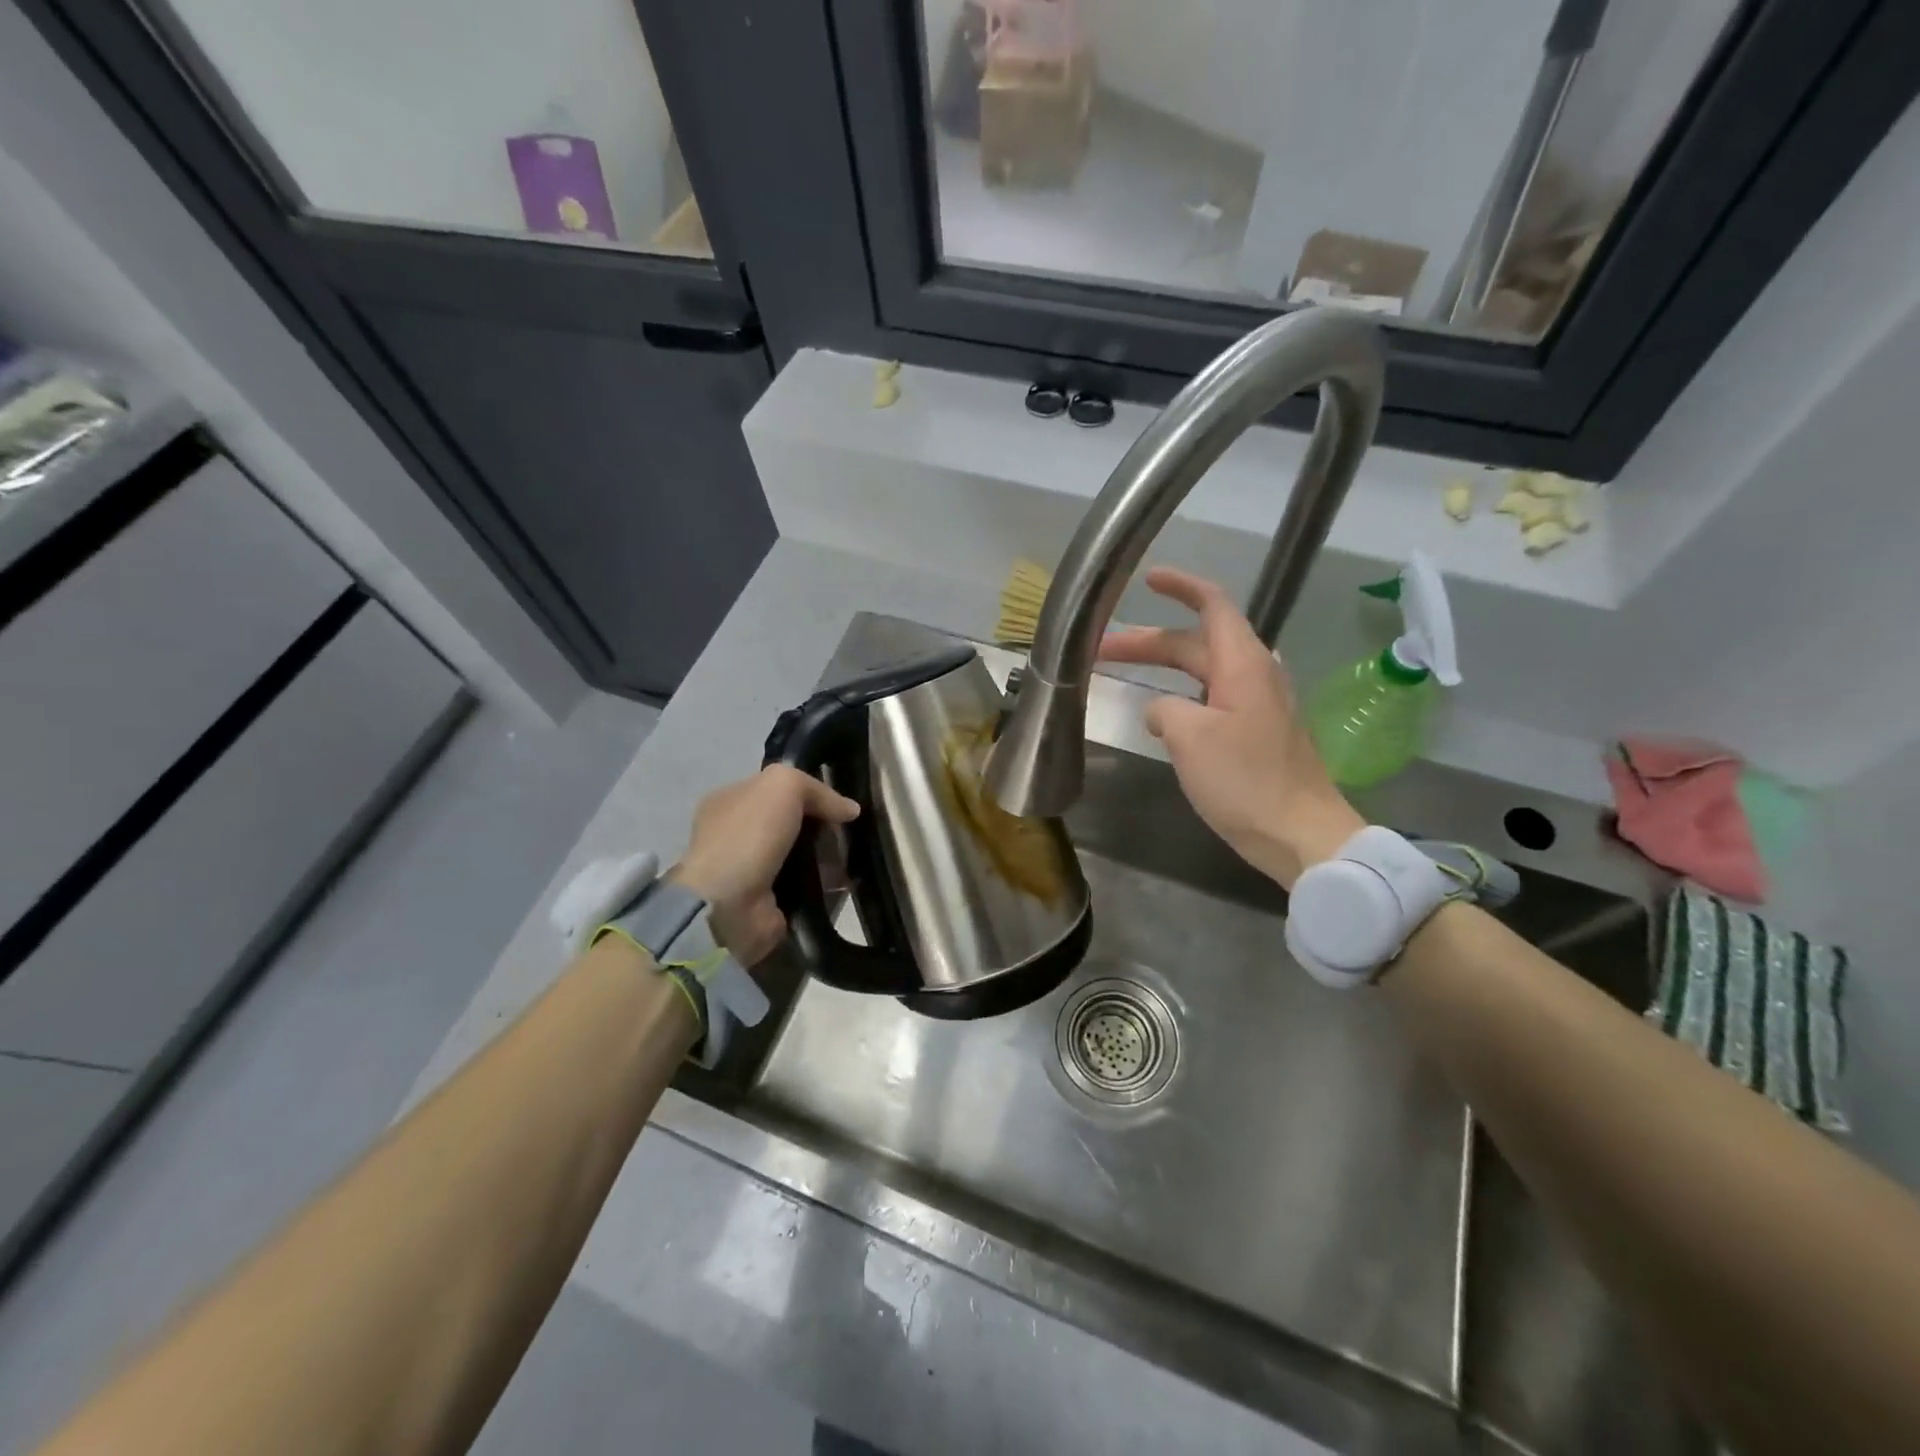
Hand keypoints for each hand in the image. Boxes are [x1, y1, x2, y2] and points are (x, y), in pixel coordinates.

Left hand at [669, 766, 859, 964]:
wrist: (728, 904)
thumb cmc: (749, 835)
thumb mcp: (783, 785)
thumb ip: (817, 789)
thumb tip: (850, 809)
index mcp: (729, 801)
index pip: (776, 789)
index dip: (809, 793)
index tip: (840, 805)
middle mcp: (736, 834)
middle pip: (792, 823)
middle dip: (823, 827)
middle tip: (849, 834)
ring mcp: (750, 870)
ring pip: (801, 855)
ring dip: (828, 856)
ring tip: (853, 859)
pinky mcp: (767, 902)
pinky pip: (804, 885)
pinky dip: (824, 884)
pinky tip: (845, 882)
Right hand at [1098, 566, 1363, 889]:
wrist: (1300, 834)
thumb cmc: (1245, 780)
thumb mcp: (1190, 738)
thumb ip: (1164, 710)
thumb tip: (1160, 711)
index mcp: (1242, 664)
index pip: (1212, 605)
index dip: (1180, 586)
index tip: (1147, 578)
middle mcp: (1253, 675)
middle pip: (1196, 642)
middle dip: (1148, 642)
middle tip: (1101, 650)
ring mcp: (1258, 705)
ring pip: (1203, 671)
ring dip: (1163, 668)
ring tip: (1124, 674)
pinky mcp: (1256, 732)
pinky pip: (1212, 698)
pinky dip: (1181, 695)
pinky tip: (1161, 715)